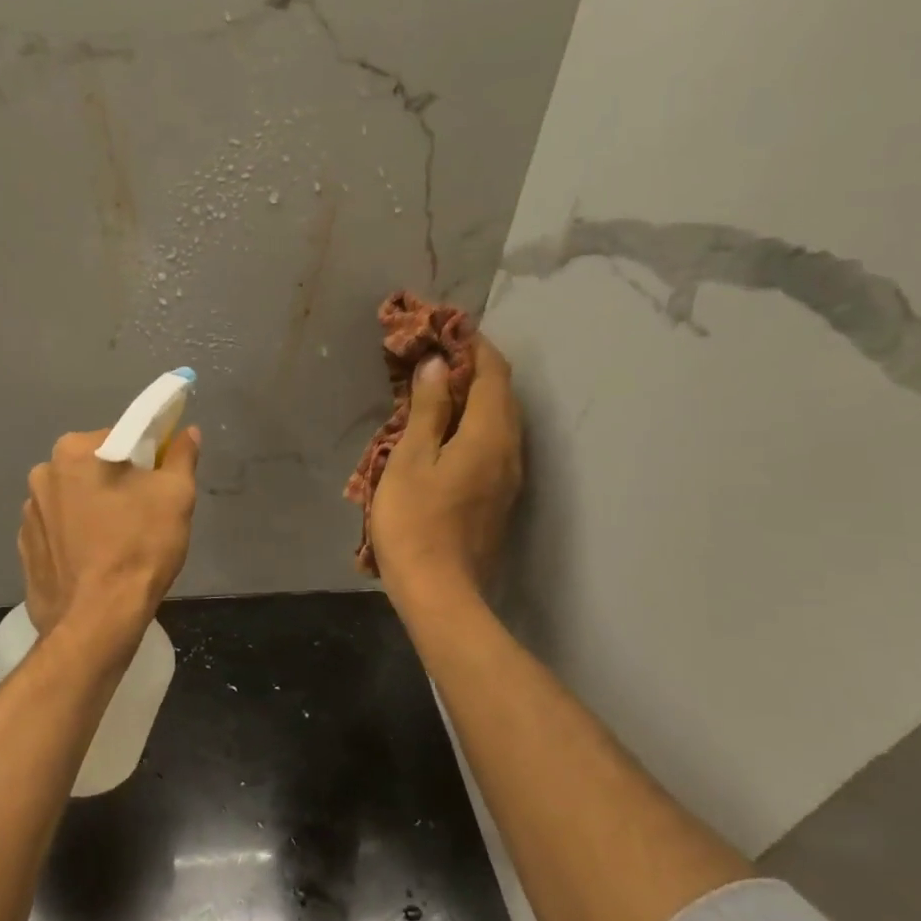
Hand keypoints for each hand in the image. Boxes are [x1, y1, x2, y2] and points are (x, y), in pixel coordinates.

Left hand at [18, 426, 200, 637]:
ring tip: (120, 543)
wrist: (96, 622)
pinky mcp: (25, 549)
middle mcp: (43, 474)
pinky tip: (96, 562)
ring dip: (95, 510)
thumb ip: (181, 456)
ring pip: (75, 499)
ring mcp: (28, 514)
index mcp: (74, 451)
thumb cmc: (138, 548)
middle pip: (94, 467)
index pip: (121, 437)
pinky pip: (59, 531)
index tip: (161, 482)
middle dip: (119, 483)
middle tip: (145, 514)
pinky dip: (77, 538)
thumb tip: (187, 432)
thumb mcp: (175, 496)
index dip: (147, 457)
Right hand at [370, 333, 522, 607]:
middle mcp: (509, 450)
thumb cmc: (415, 521)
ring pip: (499, 420)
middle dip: (474, 368)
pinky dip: (473, 423)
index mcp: (489, 434)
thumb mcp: (411, 459)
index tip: (447, 329)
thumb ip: (426, 409)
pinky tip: (445, 431)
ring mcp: (508, 476)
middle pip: (502, 394)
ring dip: (474, 397)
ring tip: (436, 389)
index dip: (473, 346)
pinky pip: (493, 443)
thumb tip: (437, 366)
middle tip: (436, 357)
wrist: (440, 591)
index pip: (493, 373)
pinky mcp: (499, 497)